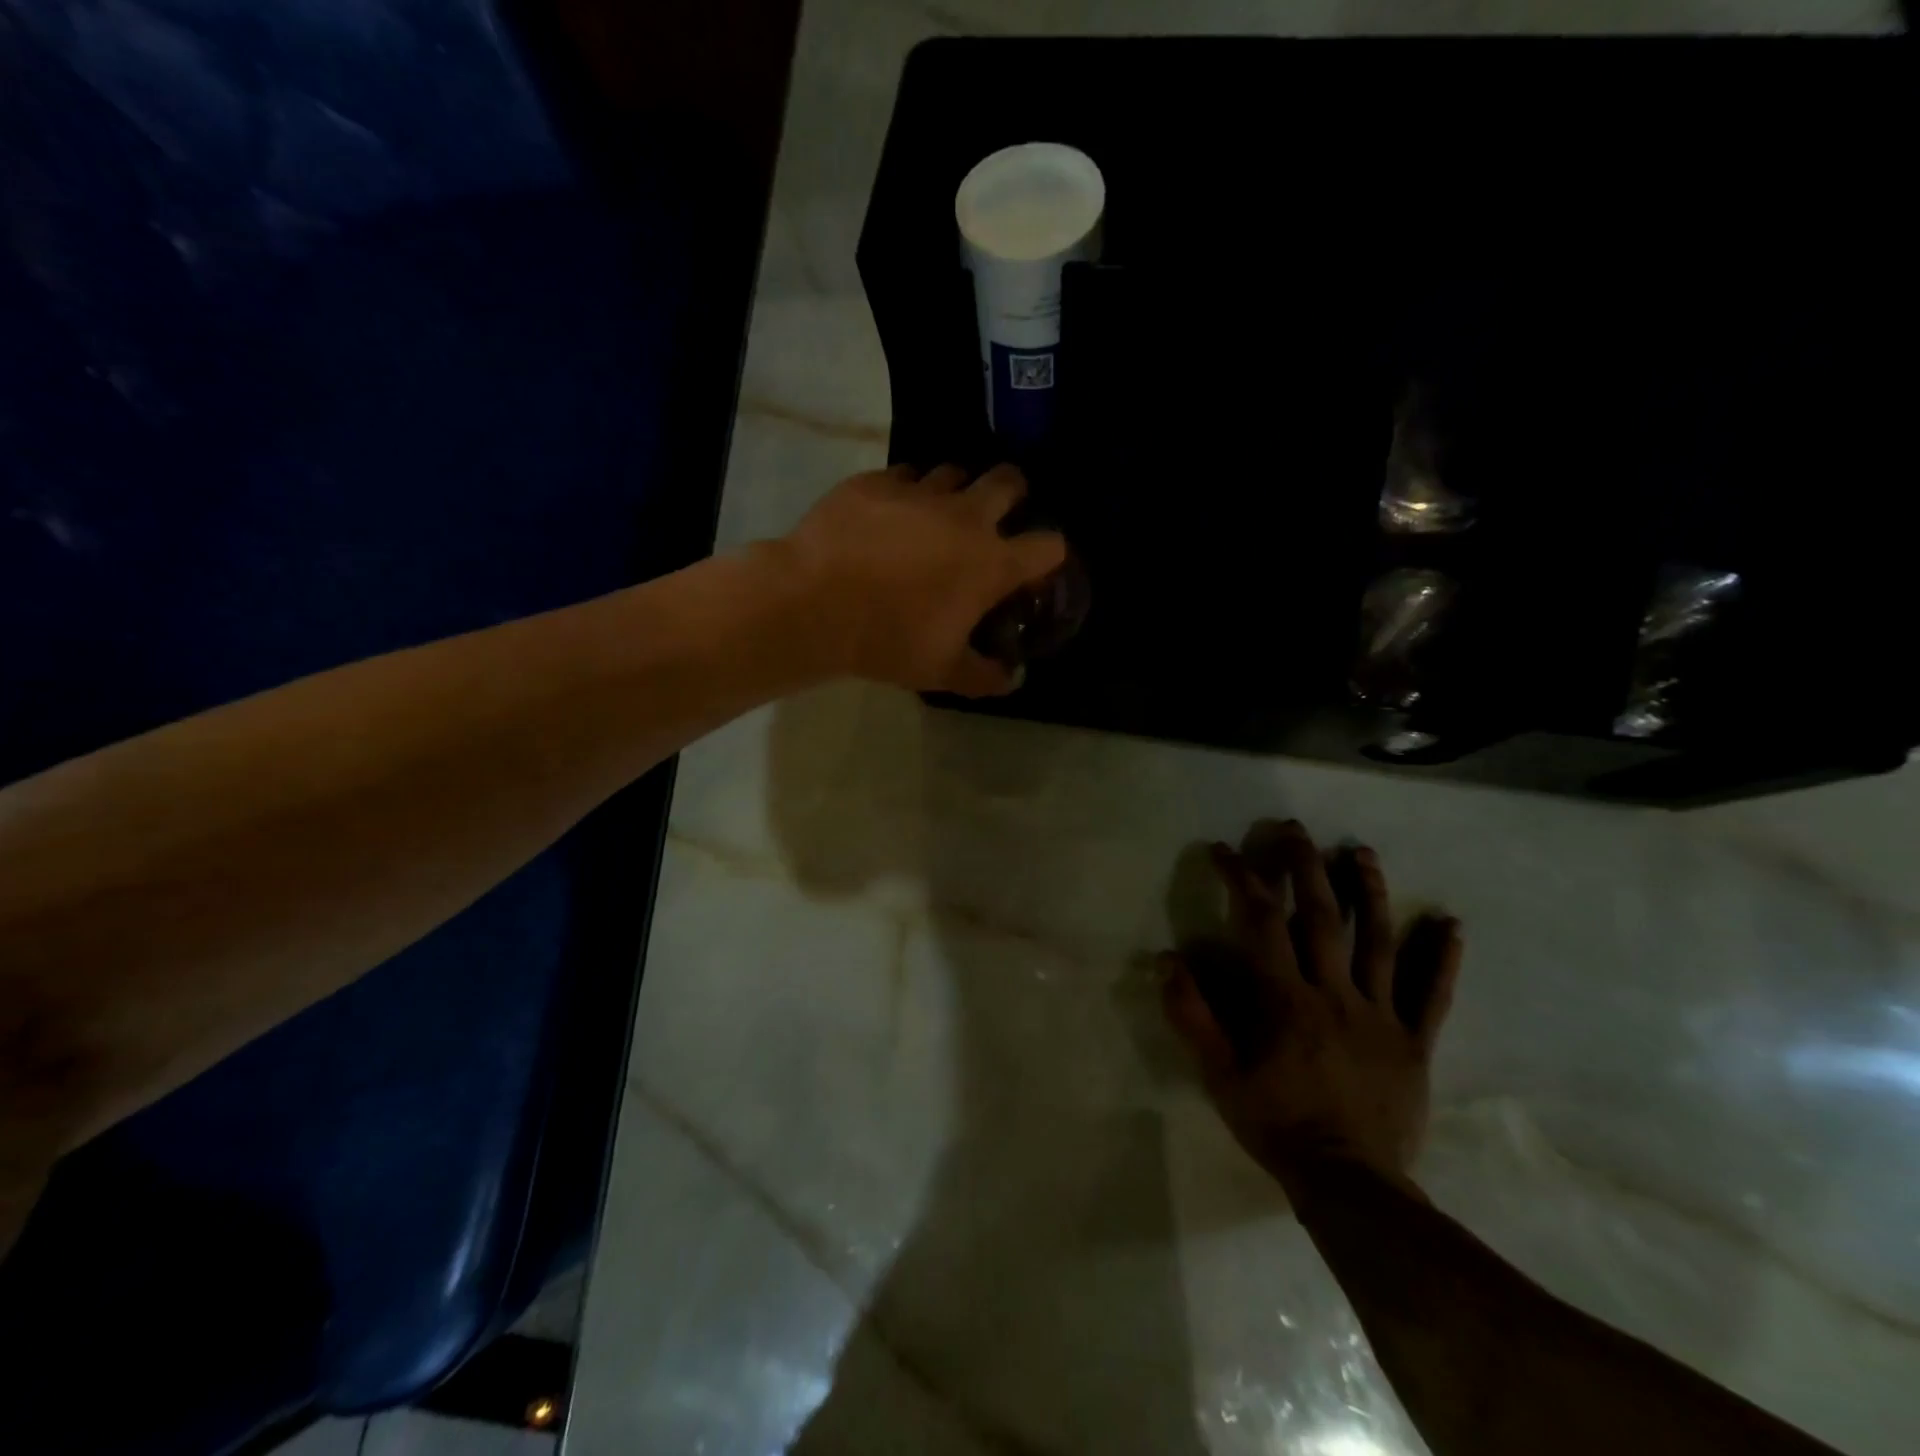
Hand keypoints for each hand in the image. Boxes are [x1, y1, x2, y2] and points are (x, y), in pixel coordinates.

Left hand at [779, 463, 1068, 696]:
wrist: (814, 604)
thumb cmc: (889, 640)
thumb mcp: (942, 671)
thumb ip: (985, 675)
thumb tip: (1011, 678)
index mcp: (991, 562)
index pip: (1048, 546)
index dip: (1050, 555)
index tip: (1036, 568)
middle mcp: (964, 516)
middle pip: (1009, 481)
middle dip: (1013, 494)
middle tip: (995, 518)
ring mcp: (919, 491)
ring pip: (954, 471)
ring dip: (956, 490)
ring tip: (939, 515)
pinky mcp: (876, 481)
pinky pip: (904, 475)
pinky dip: (907, 491)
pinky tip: (891, 513)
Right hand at [1161, 819, 1461, 1192]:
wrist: (1349, 1185)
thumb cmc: (1276, 1124)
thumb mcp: (1219, 1075)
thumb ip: (1192, 1016)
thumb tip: (1167, 959)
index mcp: (1285, 999)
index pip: (1260, 922)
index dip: (1242, 878)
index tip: (1226, 850)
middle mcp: (1335, 994)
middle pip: (1321, 917)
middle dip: (1305, 866)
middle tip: (1296, 829)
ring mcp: (1380, 1015)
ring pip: (1378, 942)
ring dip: (1369, 893)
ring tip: (1361, 852)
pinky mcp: (1414, 1041)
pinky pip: (1432, 994)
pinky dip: (1442, 958)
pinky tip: (1449, 923)